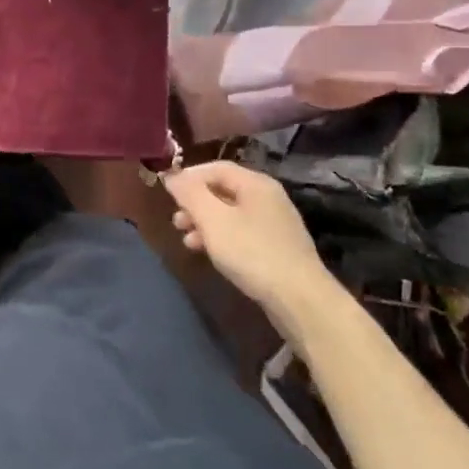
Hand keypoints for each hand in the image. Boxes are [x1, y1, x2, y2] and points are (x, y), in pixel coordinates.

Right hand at [162, 162, 337, 319]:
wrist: (300, 300)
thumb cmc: (251, 252)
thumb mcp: (212, 219)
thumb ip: (189, 193)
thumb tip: (171, 175)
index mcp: (256, 184)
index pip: (216, 167)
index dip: (189, 177)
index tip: (168, 193)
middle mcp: (268, 198)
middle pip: (223, 190)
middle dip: (195, 204)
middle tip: (176, 221)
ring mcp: (275, 224)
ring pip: (231, 214)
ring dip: (205, 223)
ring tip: (187, 241)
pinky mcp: (277, 248)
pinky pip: (242, 233)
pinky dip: (222, 238)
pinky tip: (210, 254)